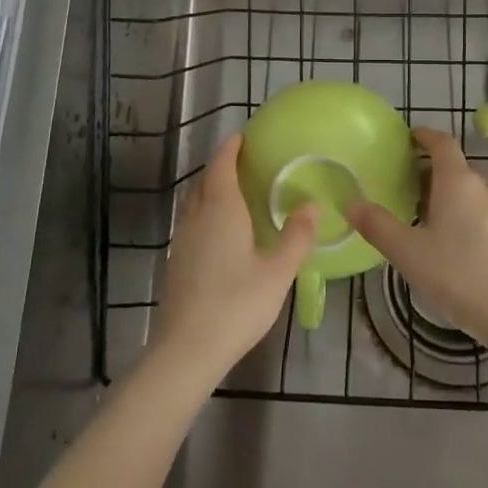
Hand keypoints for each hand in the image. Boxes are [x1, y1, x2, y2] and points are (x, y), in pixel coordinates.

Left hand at [152, 135, 315, 383]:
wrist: (185, 350)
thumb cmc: (236, 304)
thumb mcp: (277, 272)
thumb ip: (296, 237)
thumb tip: (311, 204)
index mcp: (221, 209)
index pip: (221, 165)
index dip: (231, 148)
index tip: (244, 137)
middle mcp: (196, 217)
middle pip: (205, 181)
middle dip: (222, 167)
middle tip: (246, 164)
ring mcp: (181, 240)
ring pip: (195, 202)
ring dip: (212, 190)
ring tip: (236, 194)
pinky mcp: (176, 262)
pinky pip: (192, 222)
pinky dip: (206, 213)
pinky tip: (222, 233)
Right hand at [345, 126, 487, 352]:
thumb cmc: (457, 274)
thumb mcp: (407, 252)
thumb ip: (377, 226)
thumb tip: (350, 203)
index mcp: (457, 182)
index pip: (442, 143)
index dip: (425, 136)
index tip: (409, 138)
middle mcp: (483, 188)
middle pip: (455, 169)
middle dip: (431, 172)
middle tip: (405, 187)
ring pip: (470, 194)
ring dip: (448, 197)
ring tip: (425, 219)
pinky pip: (483, 215)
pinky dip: (464, 217)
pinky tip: (452, 246)